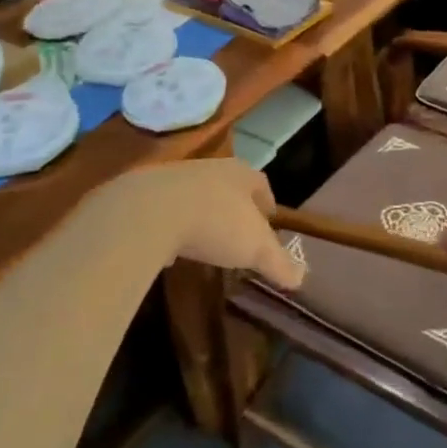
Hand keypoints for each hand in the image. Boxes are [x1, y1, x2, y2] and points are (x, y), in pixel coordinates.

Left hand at [76, 159, 305, 289]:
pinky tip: (171, 248)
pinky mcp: (144, 195)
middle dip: (234, 208)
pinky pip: (166, 211)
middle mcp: (209, 169)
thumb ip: (279, 262)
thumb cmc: (214, 222)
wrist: (148, 212)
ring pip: (196, 197)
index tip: (270, 221)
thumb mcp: (256, 248)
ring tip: (205, 242)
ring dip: (202, 216)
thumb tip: (301, 278)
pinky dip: (172, 226)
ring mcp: (174, 179)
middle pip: (228, 187)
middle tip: (239, 233)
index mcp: (240, 174)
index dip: (267, 203)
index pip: (261, 184)